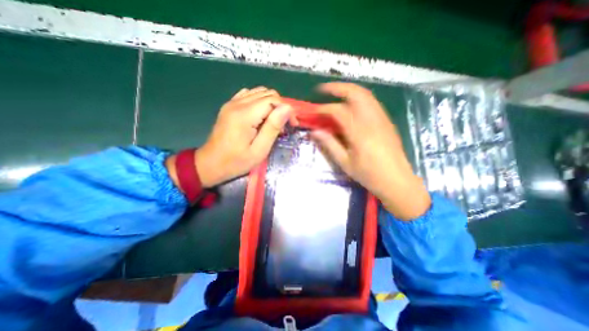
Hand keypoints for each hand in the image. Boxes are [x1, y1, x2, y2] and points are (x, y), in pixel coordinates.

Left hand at [169, 86, 292, 187]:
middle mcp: (237, 103)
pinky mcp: (229, 106)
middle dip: (281, 107)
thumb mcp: (259, 150)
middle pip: (267, 93)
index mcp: (245, 115)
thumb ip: (273, 127)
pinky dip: (260, 102)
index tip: (292, 125)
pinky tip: (261, 116)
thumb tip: (287, 108)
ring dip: (272, 104)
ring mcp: (232, 103)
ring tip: (274, 121)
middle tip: (285, 125)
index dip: (286, 110)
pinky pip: (249, 95)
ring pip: (259, 92)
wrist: (210, 164)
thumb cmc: (236, 161)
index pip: (273, 100)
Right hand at [310, 83, 430, 219]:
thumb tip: (315, 131)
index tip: (314, 111)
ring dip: (349, 90)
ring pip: (366, 95)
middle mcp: (372, 120)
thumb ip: (329, 144)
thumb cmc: (369, 175)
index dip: (323, 108)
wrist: (397, 181)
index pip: (338, 111)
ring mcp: (382, 119)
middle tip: (324, 89)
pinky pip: (372, 102)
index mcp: (359, 132)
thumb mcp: (345, 162)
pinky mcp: (387, 121)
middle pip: (356, 93)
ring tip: (336, 93)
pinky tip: (351, 105)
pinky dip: (359, 98)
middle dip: (338, 87)